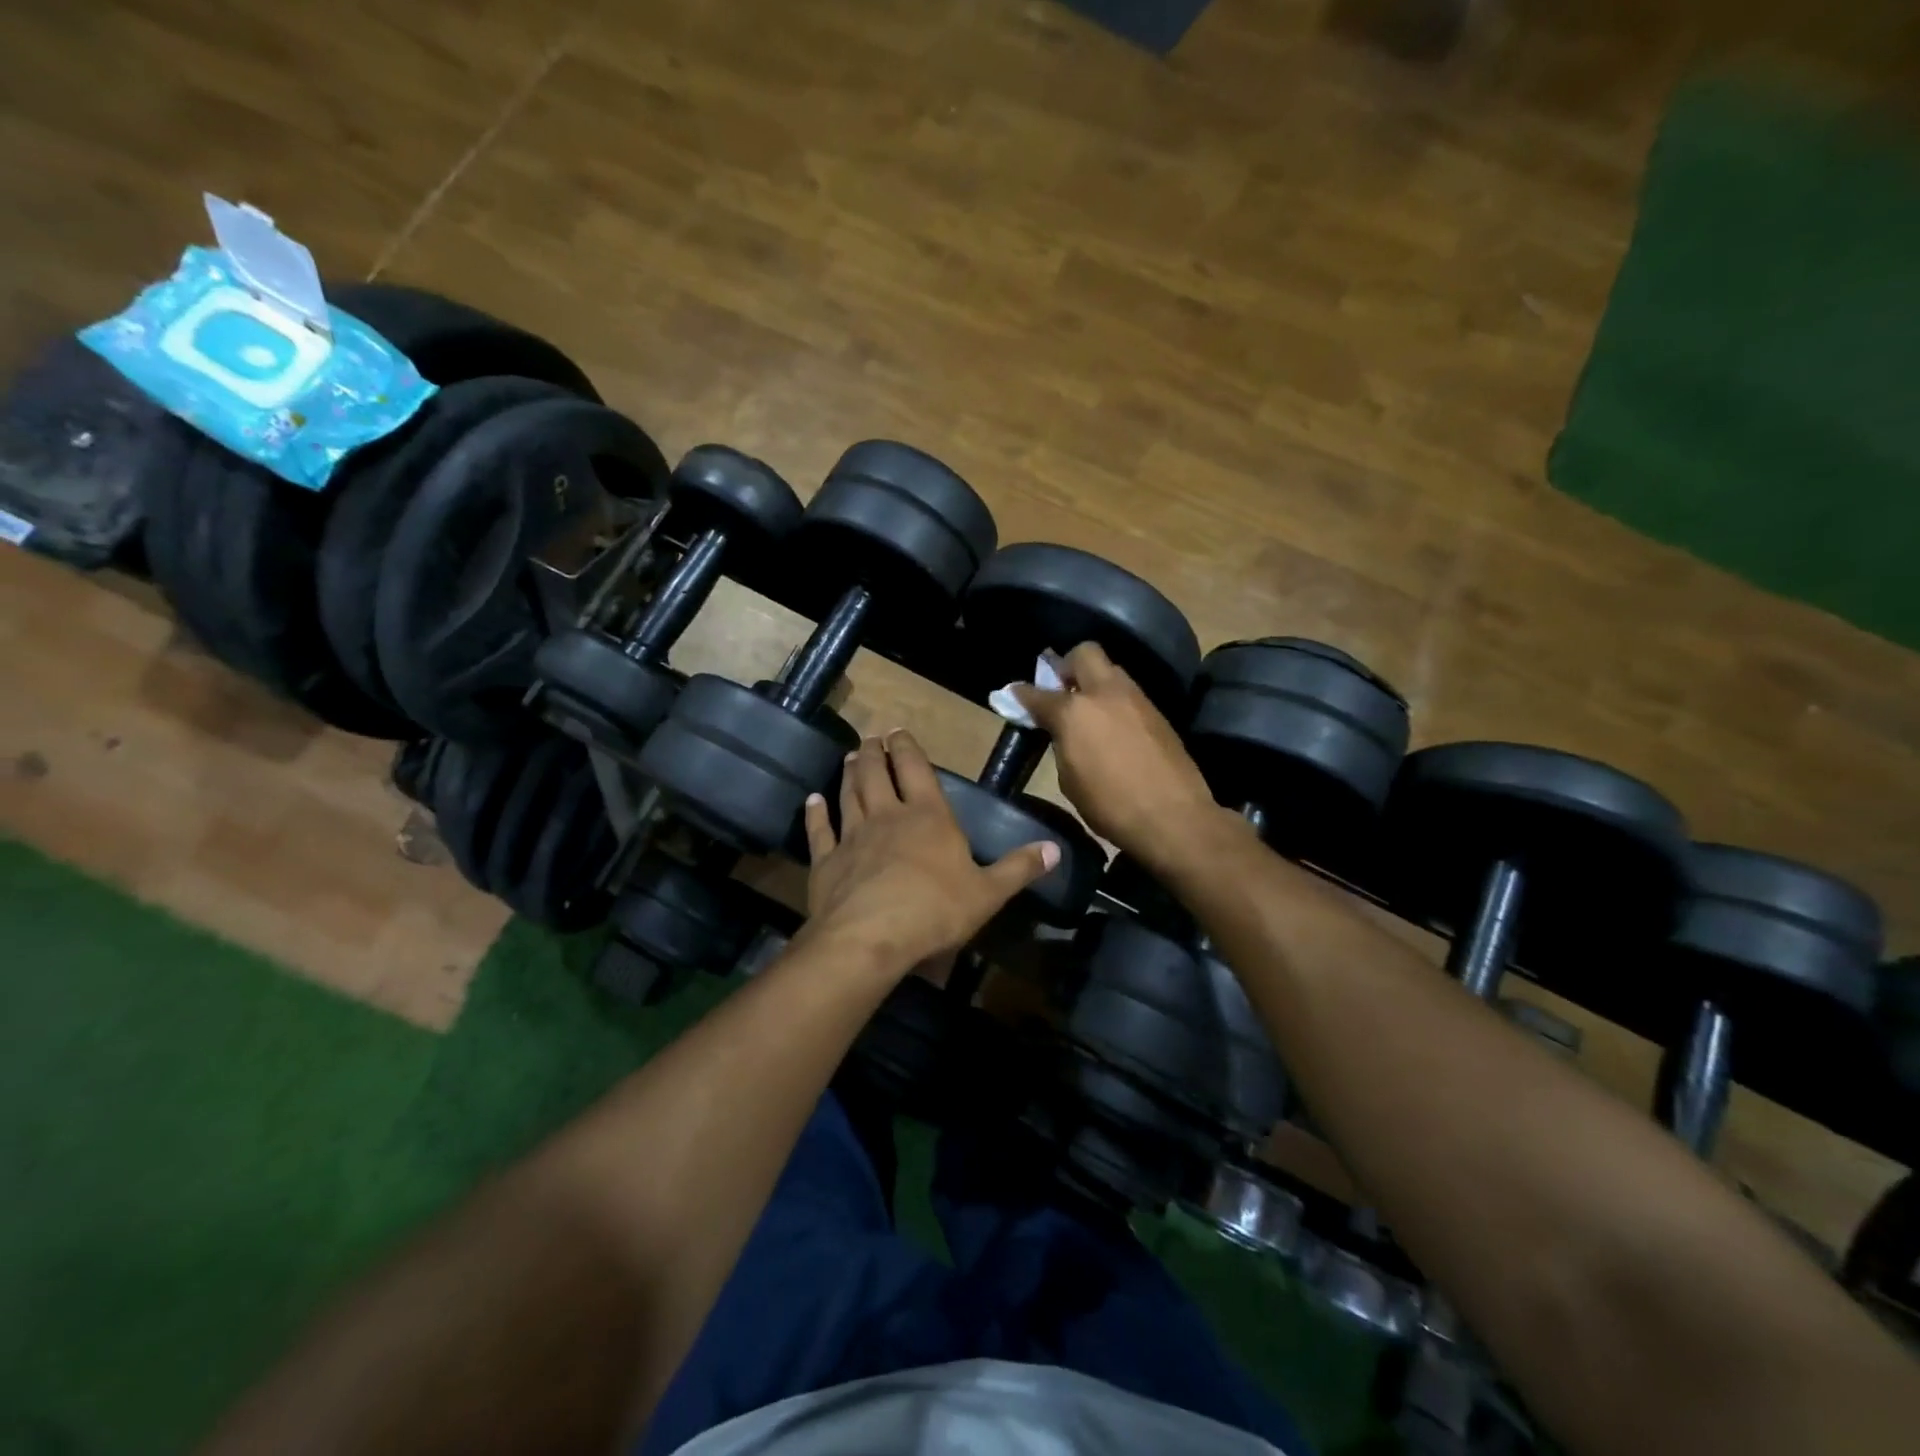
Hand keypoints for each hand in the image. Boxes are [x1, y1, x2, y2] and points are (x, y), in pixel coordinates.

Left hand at [802, 731, 1058, 974]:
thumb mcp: (989, 893)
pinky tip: (812, 801)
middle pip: (878, 774)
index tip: (898, 730)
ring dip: (849, 774)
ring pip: (849, 795)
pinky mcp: (826, 862)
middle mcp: (887, 816)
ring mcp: (853, 836)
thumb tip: (1055, 849)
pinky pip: (819, 831)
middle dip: (876, 752)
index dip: (908, 748)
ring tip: (851, 757)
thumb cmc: (936, 910)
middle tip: (871, 737)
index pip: (917, 770)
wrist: (871, 937)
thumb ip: (1019, 868)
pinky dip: (815, 814)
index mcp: (928, 817)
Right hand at [1011, 642, 1225, 867]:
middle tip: (1062, 689)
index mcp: (1074, 712)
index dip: (1022, 694)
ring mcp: (1136, 699)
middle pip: (1084, 653)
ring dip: (1095, 681)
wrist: (1173, 817)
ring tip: (1089, 709)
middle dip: (1068, 665)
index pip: (1038, 693)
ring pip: (1111, 670)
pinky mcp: (1158, 712)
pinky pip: (1129, 693)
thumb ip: (1061, 744)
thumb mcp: (1069, 779)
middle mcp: (1105, 693)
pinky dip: (1115, 701)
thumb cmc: (1110, 806)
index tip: (1014, 695)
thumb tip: (1061, 731)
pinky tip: (1113, 726)